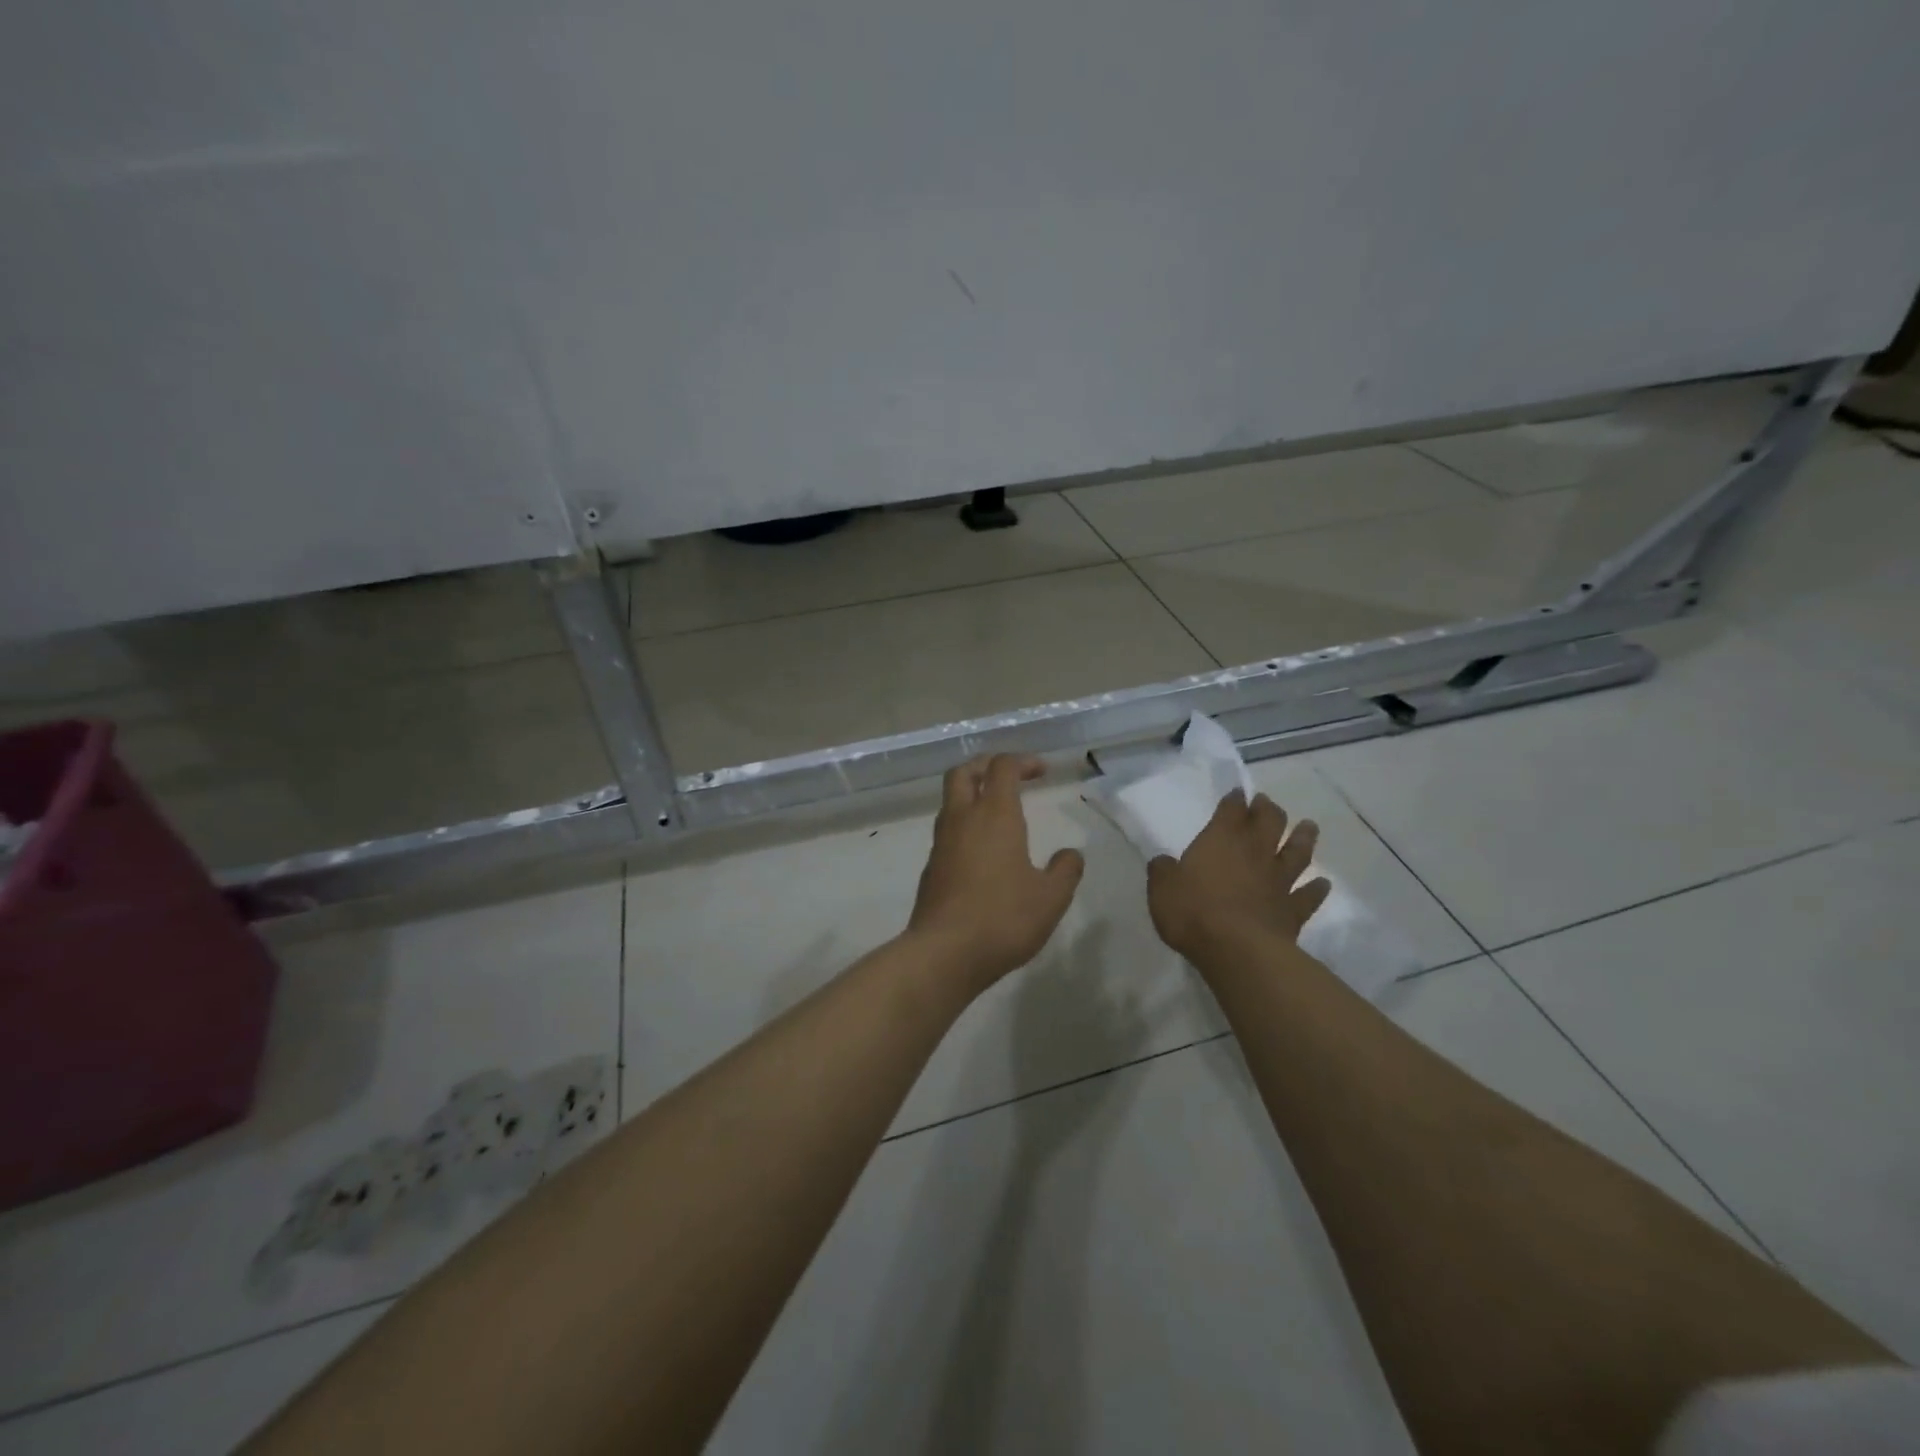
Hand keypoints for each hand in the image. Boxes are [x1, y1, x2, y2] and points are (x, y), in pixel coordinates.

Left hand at [907, 755, 1084, 990]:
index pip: (1003, 767)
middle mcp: (962, 819)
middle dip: (986, 765)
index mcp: (994, 815)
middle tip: (1010, 775)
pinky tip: (984, 852)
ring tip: (999, 812)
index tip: (1043, 771)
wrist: (944, 953)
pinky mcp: (931, 867)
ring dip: (972, 795)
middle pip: (963, 772)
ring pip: (951, 801)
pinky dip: (965, 826)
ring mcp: (941, 843)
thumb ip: (1066, 871)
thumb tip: (1071, 854)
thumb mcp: (1051, 898)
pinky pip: (947, 831)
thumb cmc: (1002, 918)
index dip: (1023, 761)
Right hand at [1147, 790, 1330, 963]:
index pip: (1231, 810)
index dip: (1234, 800)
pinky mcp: (1293, 910)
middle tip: (1266, 803)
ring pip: (1297, 852)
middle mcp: (1254, 852)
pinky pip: (1309, 896)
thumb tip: (1164, 862)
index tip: (1237, 792)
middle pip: (1269, 822)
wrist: (1237, 950)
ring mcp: (1278, 880)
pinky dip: (1317, 889)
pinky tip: (1323, 884)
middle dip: (1268, 810)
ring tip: (1308, 826)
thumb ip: (1163, 871)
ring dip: (1303, 837)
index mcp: (1221, 840)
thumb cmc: (1193, 912)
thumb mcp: (1162, 889)